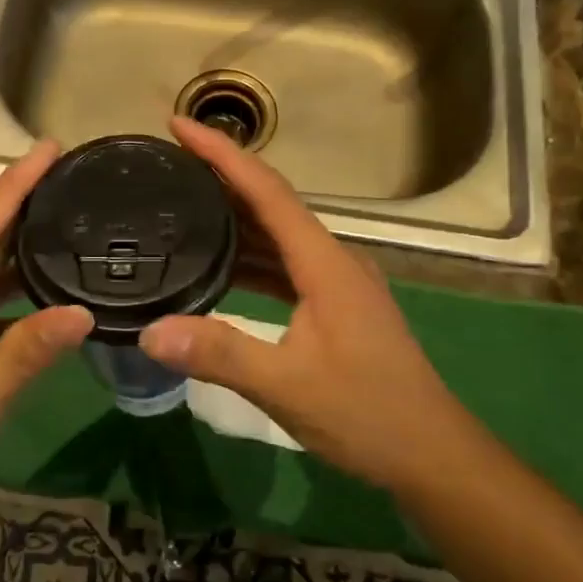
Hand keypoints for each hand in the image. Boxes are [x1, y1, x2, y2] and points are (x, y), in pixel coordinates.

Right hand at [139, 117, 465, 499]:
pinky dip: (249, 258)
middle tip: (169, 163)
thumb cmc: (367, 414)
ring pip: (277, 236)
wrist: (432, 455)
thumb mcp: (287, 386)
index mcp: (325, 263)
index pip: (267, 191)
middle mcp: (332, 260)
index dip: (223, 154)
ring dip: (234, 218)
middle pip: (271, 204)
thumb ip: (220, 354)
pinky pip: (283, 265)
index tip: (179, 126)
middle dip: (222, 177)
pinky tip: (218, 268)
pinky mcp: (334, 306)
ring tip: (182, 204)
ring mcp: (336, 283)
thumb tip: (150, 331)